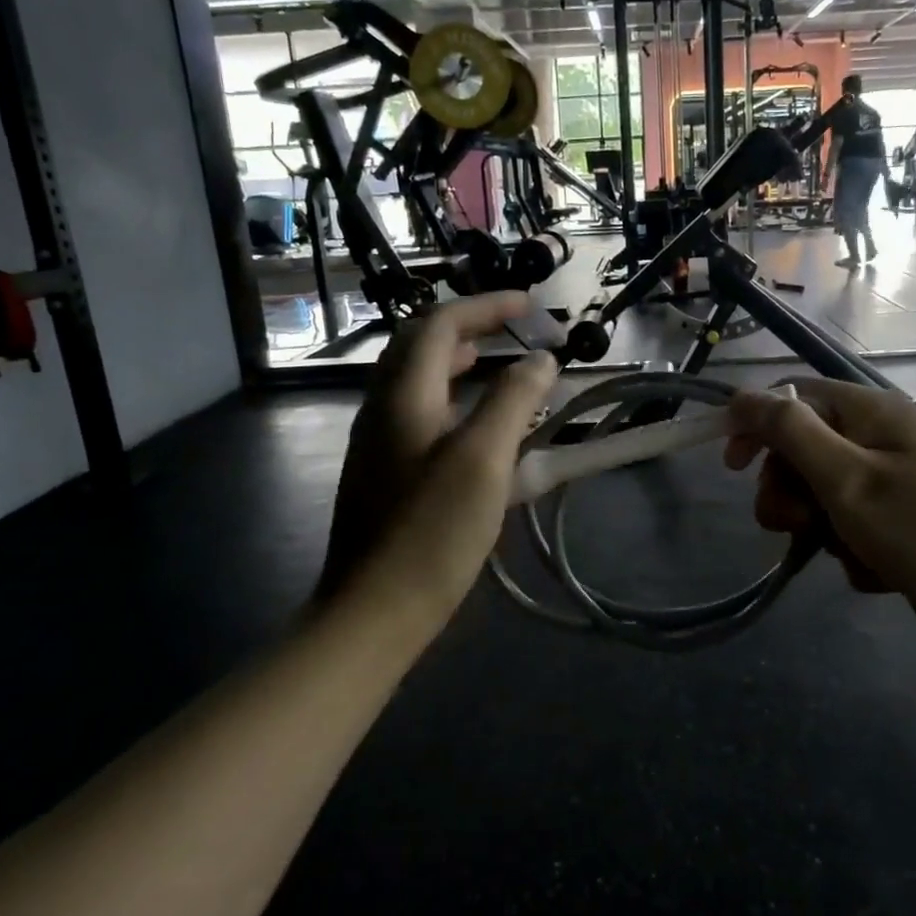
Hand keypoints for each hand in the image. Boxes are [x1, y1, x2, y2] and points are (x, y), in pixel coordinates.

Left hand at [319, 293, 557, 627]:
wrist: (375, 609)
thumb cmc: (433, 530)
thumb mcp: (483, 459)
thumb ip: (513, 401)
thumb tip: (541, 359)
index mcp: (403, 395)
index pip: (441, 324)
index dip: (487, 306)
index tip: (532, 307)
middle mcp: (383, 408)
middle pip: (420, 345)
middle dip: (468, 326)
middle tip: (512, 329)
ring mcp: (379, 441)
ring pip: (417, 380)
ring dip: (458, 361)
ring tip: (498, 366)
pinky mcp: (385, 472)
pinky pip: (419, 412)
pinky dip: (452, 399)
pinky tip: (479, 427)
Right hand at [724, 380, 915, 670]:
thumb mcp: (847, 478)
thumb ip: (790, 432)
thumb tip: (743, 394)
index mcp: (869, 413)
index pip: (792, 399)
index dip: (755, 427)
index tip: (731, 469)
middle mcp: (882, 439)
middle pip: (804, 452)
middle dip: (790, 492)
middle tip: (799, 525)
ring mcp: (898, 483)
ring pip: (826, 497)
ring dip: (824, 529)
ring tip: (851, 553)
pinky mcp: (909, 523)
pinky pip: (857, 530)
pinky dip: (856, 552)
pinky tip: (881, 573)